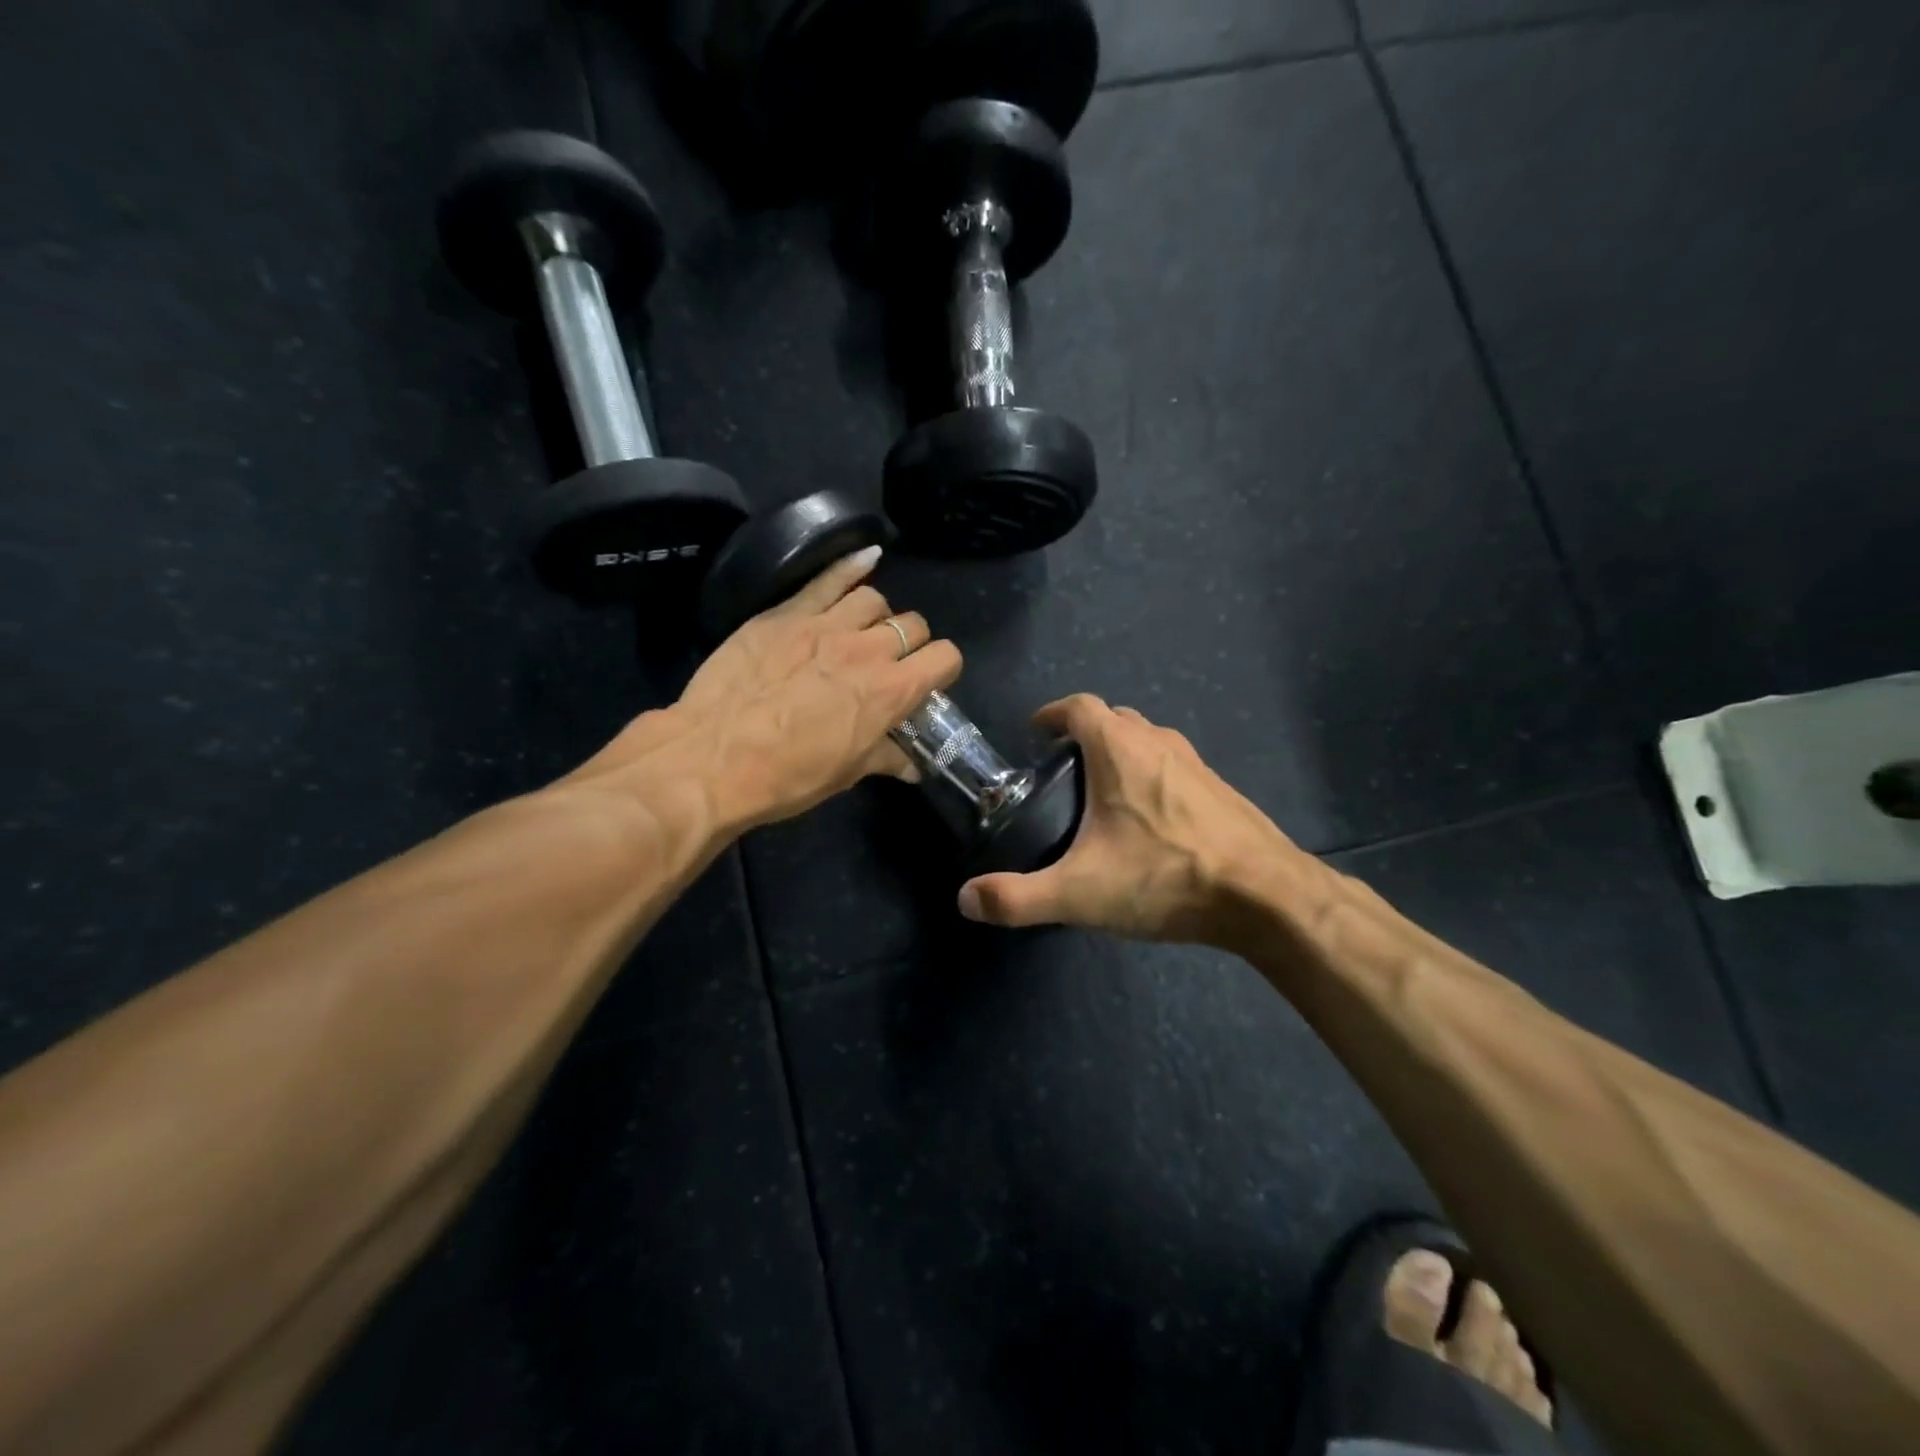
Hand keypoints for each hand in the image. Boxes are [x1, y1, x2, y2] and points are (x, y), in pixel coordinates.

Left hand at [575, 547, 961, 832]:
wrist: (713, 759)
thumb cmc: (787, 776)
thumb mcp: (846, 774)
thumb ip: (886, 758)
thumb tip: (913, 766)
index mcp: (890, 692)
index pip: (944, 657)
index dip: (942, 668)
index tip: (928, 681)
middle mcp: (868, 650)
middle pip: (913, 625)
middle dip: (911, 643)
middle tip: (890, 663)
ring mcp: (826, 624)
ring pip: (874, 599)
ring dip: (877, 616)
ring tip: (862, 632)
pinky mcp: (787, 613)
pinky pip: (829, 578)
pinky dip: (852, 566)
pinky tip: (867, 558)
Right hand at [956, 694, 1325, 946]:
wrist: (1266, 897)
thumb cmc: (1165, 878)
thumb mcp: (1080, 893)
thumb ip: (1018, 898)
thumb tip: (966, 899)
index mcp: (1121, 749)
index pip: (1079, 707)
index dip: (1053, 713)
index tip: (1035, 732)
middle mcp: (1159, 743)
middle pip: (1115, 718)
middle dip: (1085, 732)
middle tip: (1062, 767)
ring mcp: (1197, 764)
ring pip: (1149, 740)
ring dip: (1122, 752)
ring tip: (1102, 792)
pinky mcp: (1221, 790)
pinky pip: (1175, 767)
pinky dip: (1153, 775)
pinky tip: (1151, 820)